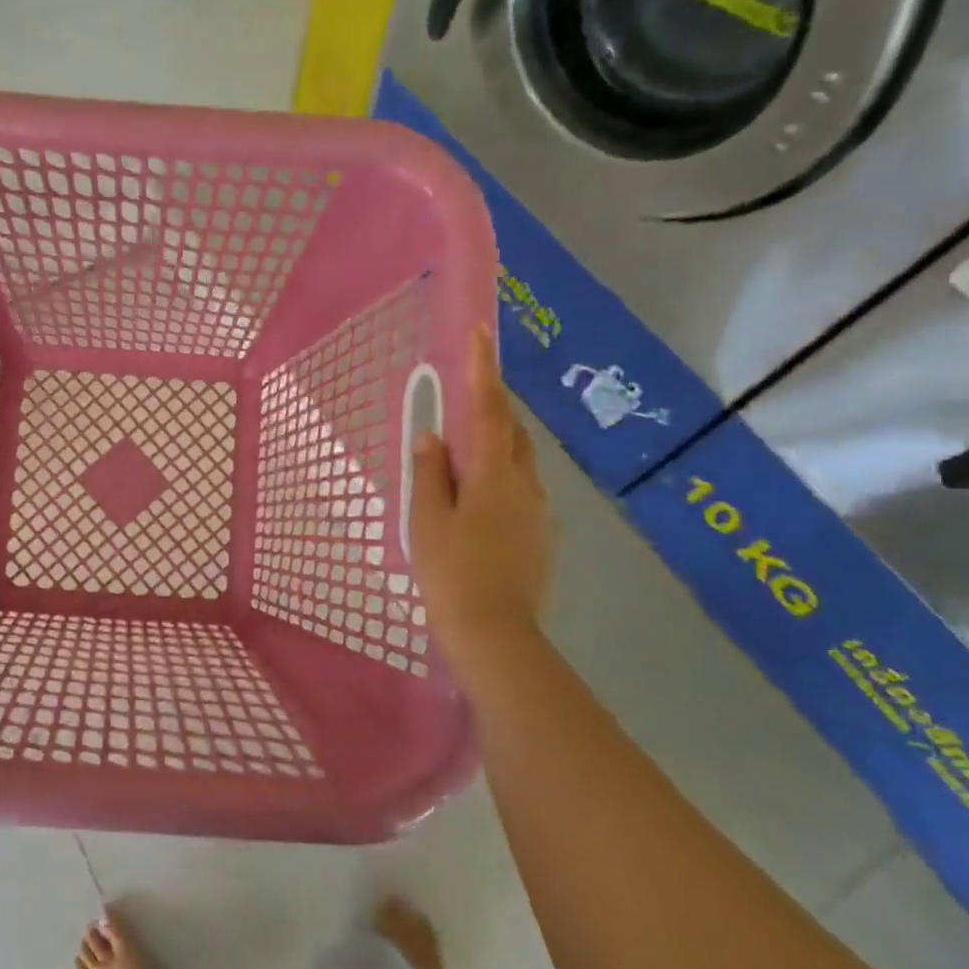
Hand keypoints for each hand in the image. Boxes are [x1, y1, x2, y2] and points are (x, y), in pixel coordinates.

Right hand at [409, 328, 554, 669]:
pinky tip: (475, 502)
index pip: (490, 410)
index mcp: (493, 476)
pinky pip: (520, 490)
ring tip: (463, 456)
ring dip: (496, 446)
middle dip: (492, 409)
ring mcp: (539, 512)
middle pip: (512, 433)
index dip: (484, 370)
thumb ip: (429, 473)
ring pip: (519, 463)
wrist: (495, 635)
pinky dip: (499, 478)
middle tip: (462, 403)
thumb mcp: (427, 520)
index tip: (481, 333)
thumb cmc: (451, 572)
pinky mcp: (541, 536)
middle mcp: (526, 485)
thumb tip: (432, 435)